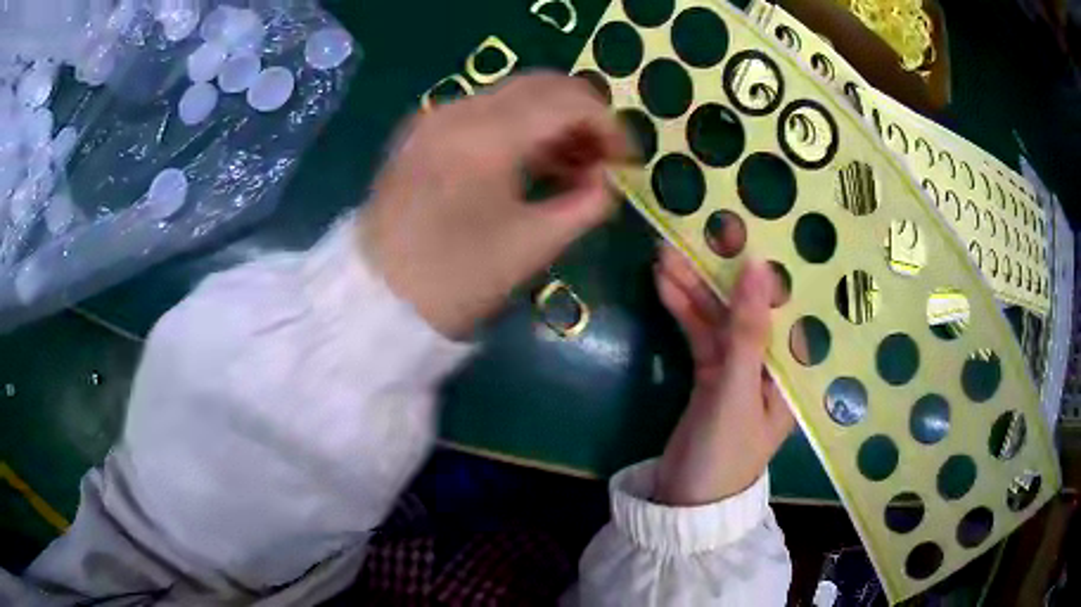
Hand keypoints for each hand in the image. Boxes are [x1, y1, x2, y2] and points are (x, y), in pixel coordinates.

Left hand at [361, 72, 630, 337]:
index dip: (610, 126)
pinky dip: (518, 126)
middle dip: (583, 115)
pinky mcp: (422, 132)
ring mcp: (436, 117)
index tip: (626, 162)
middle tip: (600, 159)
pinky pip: (484, 110)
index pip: (570, 101)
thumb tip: (607, 182)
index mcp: (489, 135)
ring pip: (514, 94)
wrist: (377, 298)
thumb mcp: (534, 246)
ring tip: (570, 166)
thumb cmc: (457, 279)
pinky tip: (529, 162)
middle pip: (543, 85)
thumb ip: (586, 204)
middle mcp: (460, 109)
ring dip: (552, 119)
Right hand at [653, 247, 795, 505]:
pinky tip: (663, 284)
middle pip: (746, 307)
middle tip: (699, 228)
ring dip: (693, 287)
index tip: (740, 230)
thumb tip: (759, 266)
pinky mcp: (710, 375)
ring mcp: (738, 368)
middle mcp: (770, 362)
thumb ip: (747, 331)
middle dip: (719, 272)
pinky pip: (700, 335)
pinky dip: (683, 311)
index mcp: (791, 367)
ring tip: (664, 251)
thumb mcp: (736, 392)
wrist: (685, 501)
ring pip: (718, 317)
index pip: (782, 305)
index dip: (763, 266)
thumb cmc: (724, 454)